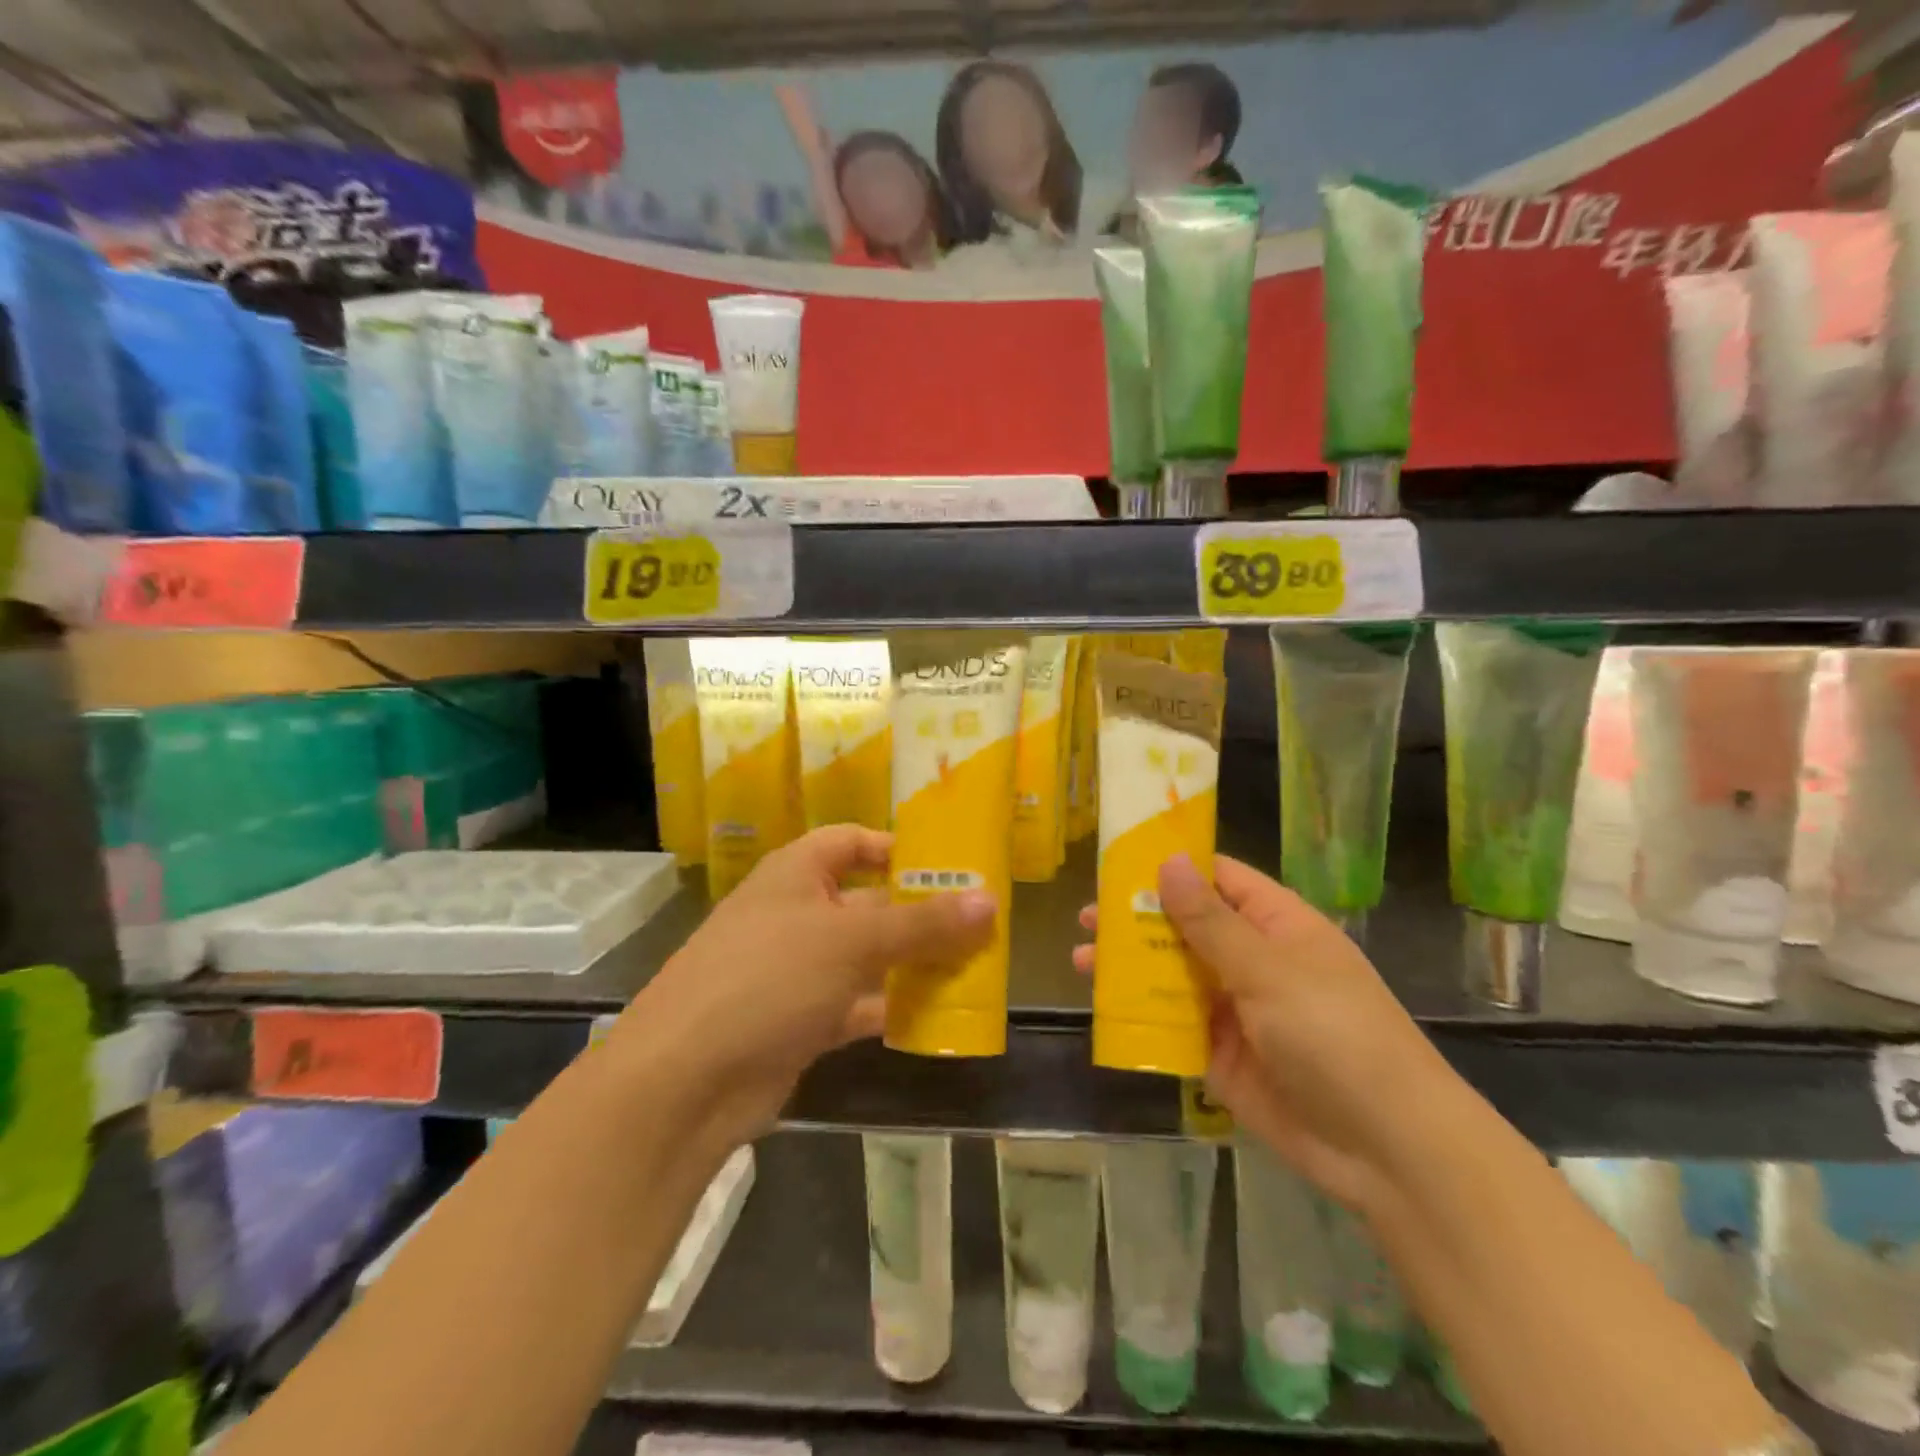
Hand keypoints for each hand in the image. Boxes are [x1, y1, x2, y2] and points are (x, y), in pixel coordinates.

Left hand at [617, 826, 993, 1148]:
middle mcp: (795, 914)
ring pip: (866, 957)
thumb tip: (990, 902)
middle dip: (919, 913)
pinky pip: (856, 1004)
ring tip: (973, 968)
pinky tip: (935, 1018)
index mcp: (796, 874)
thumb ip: (923, 924)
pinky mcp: (799, 1021)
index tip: (949, 865)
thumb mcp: (853, 940)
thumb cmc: (769, 978)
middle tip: (981, 924)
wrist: (684, 1081)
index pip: (851, 841)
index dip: (897, 847)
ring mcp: (795, 970)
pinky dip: (890, 1008)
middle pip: (868, 901)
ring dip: (911, 963)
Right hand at [1075, 854, 1451, 1208]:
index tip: (1116, 861)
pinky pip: (1175, 1027)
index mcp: (1276, 925)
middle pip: (1187, 927)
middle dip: (1138, 921)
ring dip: (1132, 969)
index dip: (1171, 867)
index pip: (1218, 879)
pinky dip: (1143, 1017)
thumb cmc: (1333, 1034)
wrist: (1386, 1148)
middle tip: (1086, 918)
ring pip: (1174, 977)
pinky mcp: (1222, 1057)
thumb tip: (1168, 862)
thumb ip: (1209, 921)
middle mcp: (1253, 961)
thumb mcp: (1268, 969)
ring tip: (1082, 962)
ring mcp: (1237, 1010)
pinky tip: (1104, 1010)